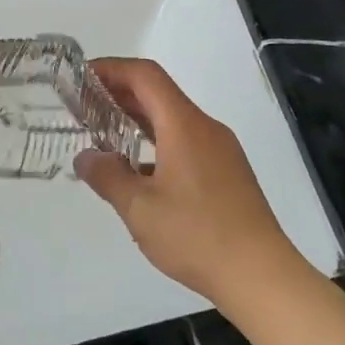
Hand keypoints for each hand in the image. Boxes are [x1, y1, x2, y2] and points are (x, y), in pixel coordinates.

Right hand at [75, 58, 300, 306]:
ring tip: (106, 135)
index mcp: (184, 125)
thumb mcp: (139, 209)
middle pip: (159, 93)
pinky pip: (187, 141)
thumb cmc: (197, 236)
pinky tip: (141, 171)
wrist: (262, 275)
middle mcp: (205, 128)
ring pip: (174, 119)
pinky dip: (158, 142)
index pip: (145, 76)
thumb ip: (108, 177)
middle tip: (85, 106)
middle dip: (120, 93)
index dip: (112, 69)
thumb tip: (86, 157)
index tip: (82, 77)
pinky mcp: (229, 172)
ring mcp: (221, 150)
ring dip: (139, 119)